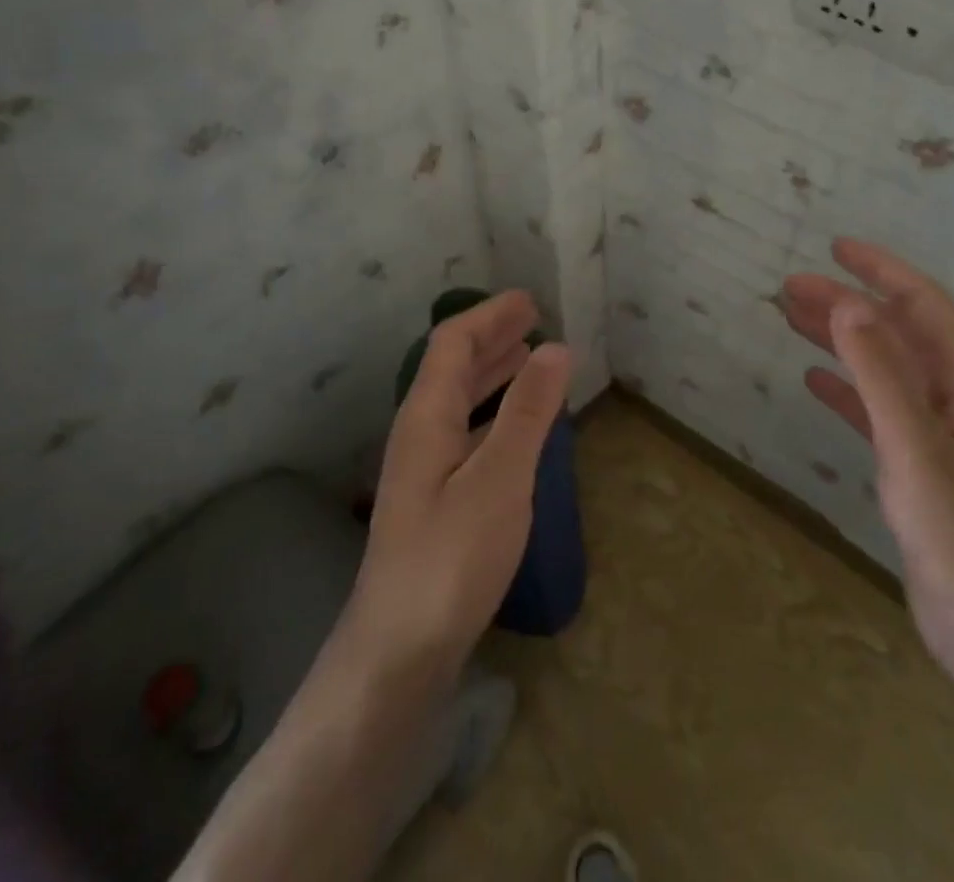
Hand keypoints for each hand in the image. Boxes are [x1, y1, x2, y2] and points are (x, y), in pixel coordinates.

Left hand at [345, 291, 571, 680]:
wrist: (398, 653)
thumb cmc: (451, 558)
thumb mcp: (500, 478)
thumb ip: (527, 411)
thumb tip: (555, 347)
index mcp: (427, 416)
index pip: (453, 344)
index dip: (489, 316)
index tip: (529, 300)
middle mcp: (419, 433)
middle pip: (452, 367)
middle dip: (492, 338)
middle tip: (533, 320)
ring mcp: (424, 469)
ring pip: (459, 401)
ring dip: (492, 373)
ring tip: (528, 358)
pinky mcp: (434, 501)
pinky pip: (466, 432)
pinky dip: (494, 412)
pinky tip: (515, 428)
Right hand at [783, 239, 953, 668]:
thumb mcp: (915, 447)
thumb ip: (881, 373)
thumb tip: (847, 303)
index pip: (923, 305)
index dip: (882, 270)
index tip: (836, 248)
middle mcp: (949, 398)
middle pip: (895, 331)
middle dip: (846, 302)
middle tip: (790, 288)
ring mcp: (931, 433)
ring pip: (880, 366)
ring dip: (839, 338)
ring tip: (791, 320)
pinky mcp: (912, 466)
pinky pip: (872, 408)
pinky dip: (843, 387)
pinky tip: (811, 380)